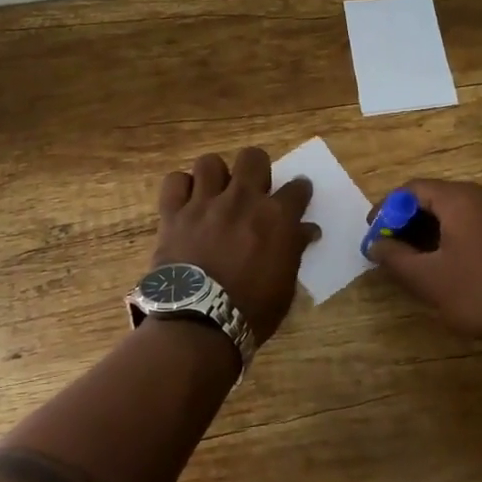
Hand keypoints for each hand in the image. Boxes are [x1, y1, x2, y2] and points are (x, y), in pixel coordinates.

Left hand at [150, 148, 318, 347]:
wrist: (199, 324)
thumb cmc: (251, 311)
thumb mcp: (285, 286)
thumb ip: (294, 250)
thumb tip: (308, 230)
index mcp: (276, 217)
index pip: (297, 188)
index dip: (299, 190)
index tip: (297, 195)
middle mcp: (242, 200)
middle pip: (253, 158)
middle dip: (257, 169)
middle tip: (254, 189)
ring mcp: (204, 203)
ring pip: (210, 163)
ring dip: (215, 176)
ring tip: (216, 193)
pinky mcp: (173, 213)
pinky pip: (174, 182)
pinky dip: (181, 188)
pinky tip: (186, 202)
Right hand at [364, 178, 481, 354]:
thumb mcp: (431, 282)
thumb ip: (396, 259)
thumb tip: (375, 244)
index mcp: (461, 198)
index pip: (412, 189)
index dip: (387, 210)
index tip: (375, 235)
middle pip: (438, 197)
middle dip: (411, 221)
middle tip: (396, 249)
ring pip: (463, 211)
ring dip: (438, 230)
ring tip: (425, 260)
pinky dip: (464, 236)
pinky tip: (461, 265)